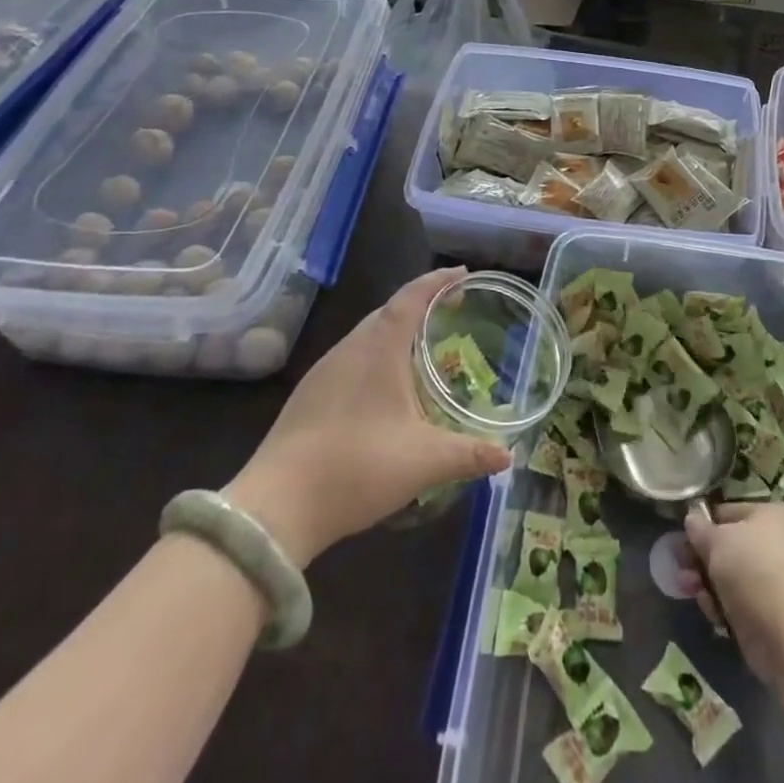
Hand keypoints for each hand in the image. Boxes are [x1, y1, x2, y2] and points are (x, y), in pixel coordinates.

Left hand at [226, 268, 510, 567]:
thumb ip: (469, 454)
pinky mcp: (308, 395)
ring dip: (396, 329)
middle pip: (388, 310)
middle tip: (450, 309)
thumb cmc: (357, 467)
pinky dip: (376, 353)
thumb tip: (508, 456)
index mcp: (379, 348)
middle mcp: (350, 348)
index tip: (462, 274)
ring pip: (366, 333)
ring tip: (422, 343)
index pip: (412, 297)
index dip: (438, 281)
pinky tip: (384, 384)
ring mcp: (324, 371)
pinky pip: (351, 356)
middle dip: (420, 302)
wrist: (275, 508)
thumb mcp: (424, 462)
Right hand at [680, 503, 783, 682]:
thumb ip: (700, 530)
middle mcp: (775, 545)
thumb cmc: (753, 569)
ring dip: (705, 583)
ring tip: (689, 590)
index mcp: (769, 516)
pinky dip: (722, 607)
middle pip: (727, 547)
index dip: (703, 525)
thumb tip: (692, 519)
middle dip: (700, 559)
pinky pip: (737, 604)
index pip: (728, 512)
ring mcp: (774, 582)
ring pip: (729, 578)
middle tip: (680, 567)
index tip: (682, 539)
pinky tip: (713, 614)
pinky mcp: (769, 616)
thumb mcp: (718, 540)